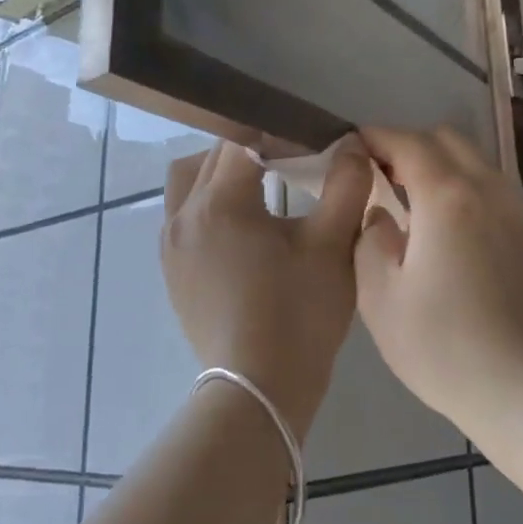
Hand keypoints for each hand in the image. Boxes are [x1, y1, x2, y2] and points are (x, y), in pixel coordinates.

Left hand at [162, 141, 370, 435]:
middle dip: (250, 149)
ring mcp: (170, 247)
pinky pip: (183, 217)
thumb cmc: (299, 315)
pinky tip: (244, 230)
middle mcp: (182, 216)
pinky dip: (209, 206)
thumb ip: (346, 186)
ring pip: (188, 184)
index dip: (279, 133)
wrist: (260, 390)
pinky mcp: (172, 272)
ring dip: (220, 175)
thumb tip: (352, 145)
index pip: (242, 139)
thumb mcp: (332, 246)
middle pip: (211, 157)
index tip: (311, 144)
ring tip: (261, 190)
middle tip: (292, 162)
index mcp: (219, 202)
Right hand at [354, 127, 522, 431]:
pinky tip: (451, 227)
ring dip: (442, 164)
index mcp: (448, 197)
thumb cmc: (444, 348)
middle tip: (380, 174)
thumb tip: (381, 215)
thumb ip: (370, 240)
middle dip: (410, 144)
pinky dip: (467, 187)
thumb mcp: (381, 298)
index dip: (377, 137)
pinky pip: (495, 189)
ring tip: (414, 198)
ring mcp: (520, 212)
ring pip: (477, 162)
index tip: (353, 145)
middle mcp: (490, 190)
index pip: (408, 143)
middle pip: (448, 140)